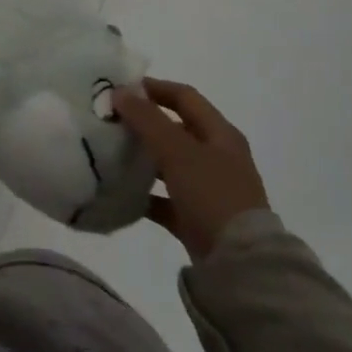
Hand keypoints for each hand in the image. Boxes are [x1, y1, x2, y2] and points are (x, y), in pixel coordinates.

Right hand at [112, 78, 268, 260]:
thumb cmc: (212, 194)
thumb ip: (147, 119)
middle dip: (145, 123)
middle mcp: (218, 157)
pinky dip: (147, 195)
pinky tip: (122, 194)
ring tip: (111, 153)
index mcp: (220, 134)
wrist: (240, 263)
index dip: (155, 88)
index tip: (121, 88)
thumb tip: (119, 92)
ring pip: (170, 164)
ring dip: (144, 158)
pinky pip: (167, 199)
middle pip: (177, 129)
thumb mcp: (178, 151)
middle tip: (111, 120)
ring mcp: (210, 190)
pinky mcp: (198, 219)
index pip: (185, 97)